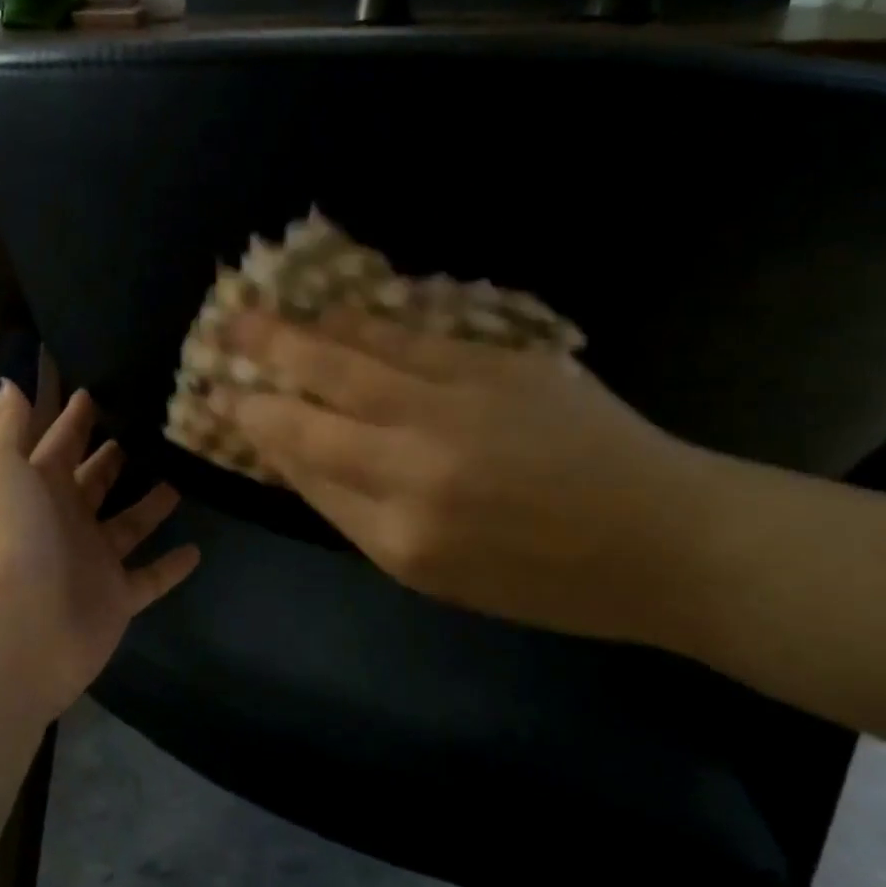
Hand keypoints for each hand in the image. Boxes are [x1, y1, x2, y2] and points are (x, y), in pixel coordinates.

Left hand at [0, 383, 200, 719]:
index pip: (59, 442)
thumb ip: (8, 426)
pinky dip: (171, 566)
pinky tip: (197, 548)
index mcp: (36, 487)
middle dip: (114, 456)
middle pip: (94, 480)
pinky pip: (150, 577)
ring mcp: (91, 561)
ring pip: (128, 524)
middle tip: (154, 426)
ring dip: (150, 503)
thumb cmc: (9, 538)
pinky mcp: (116, 598)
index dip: (75, 417)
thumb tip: (8, 383)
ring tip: (183, 473)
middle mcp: (64, 519)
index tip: (101, 388)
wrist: (15, 633)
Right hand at [223, 311, 712, 645]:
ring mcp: (462, 402)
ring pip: (360, 353)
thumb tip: (293, 453)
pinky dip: (365, 322)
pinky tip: (337, 312)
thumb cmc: (542, 578)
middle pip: (318, 396)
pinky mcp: (500, 363)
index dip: (256, 421)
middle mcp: (419, 458)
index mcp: (400, 529)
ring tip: (262, 307)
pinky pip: (413, 336)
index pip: (304, 459)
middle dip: (262, 359)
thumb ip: (353, 512)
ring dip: (303, 329)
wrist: (664, 540)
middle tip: (221, 330)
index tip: (222, 398)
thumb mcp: (434, 574)